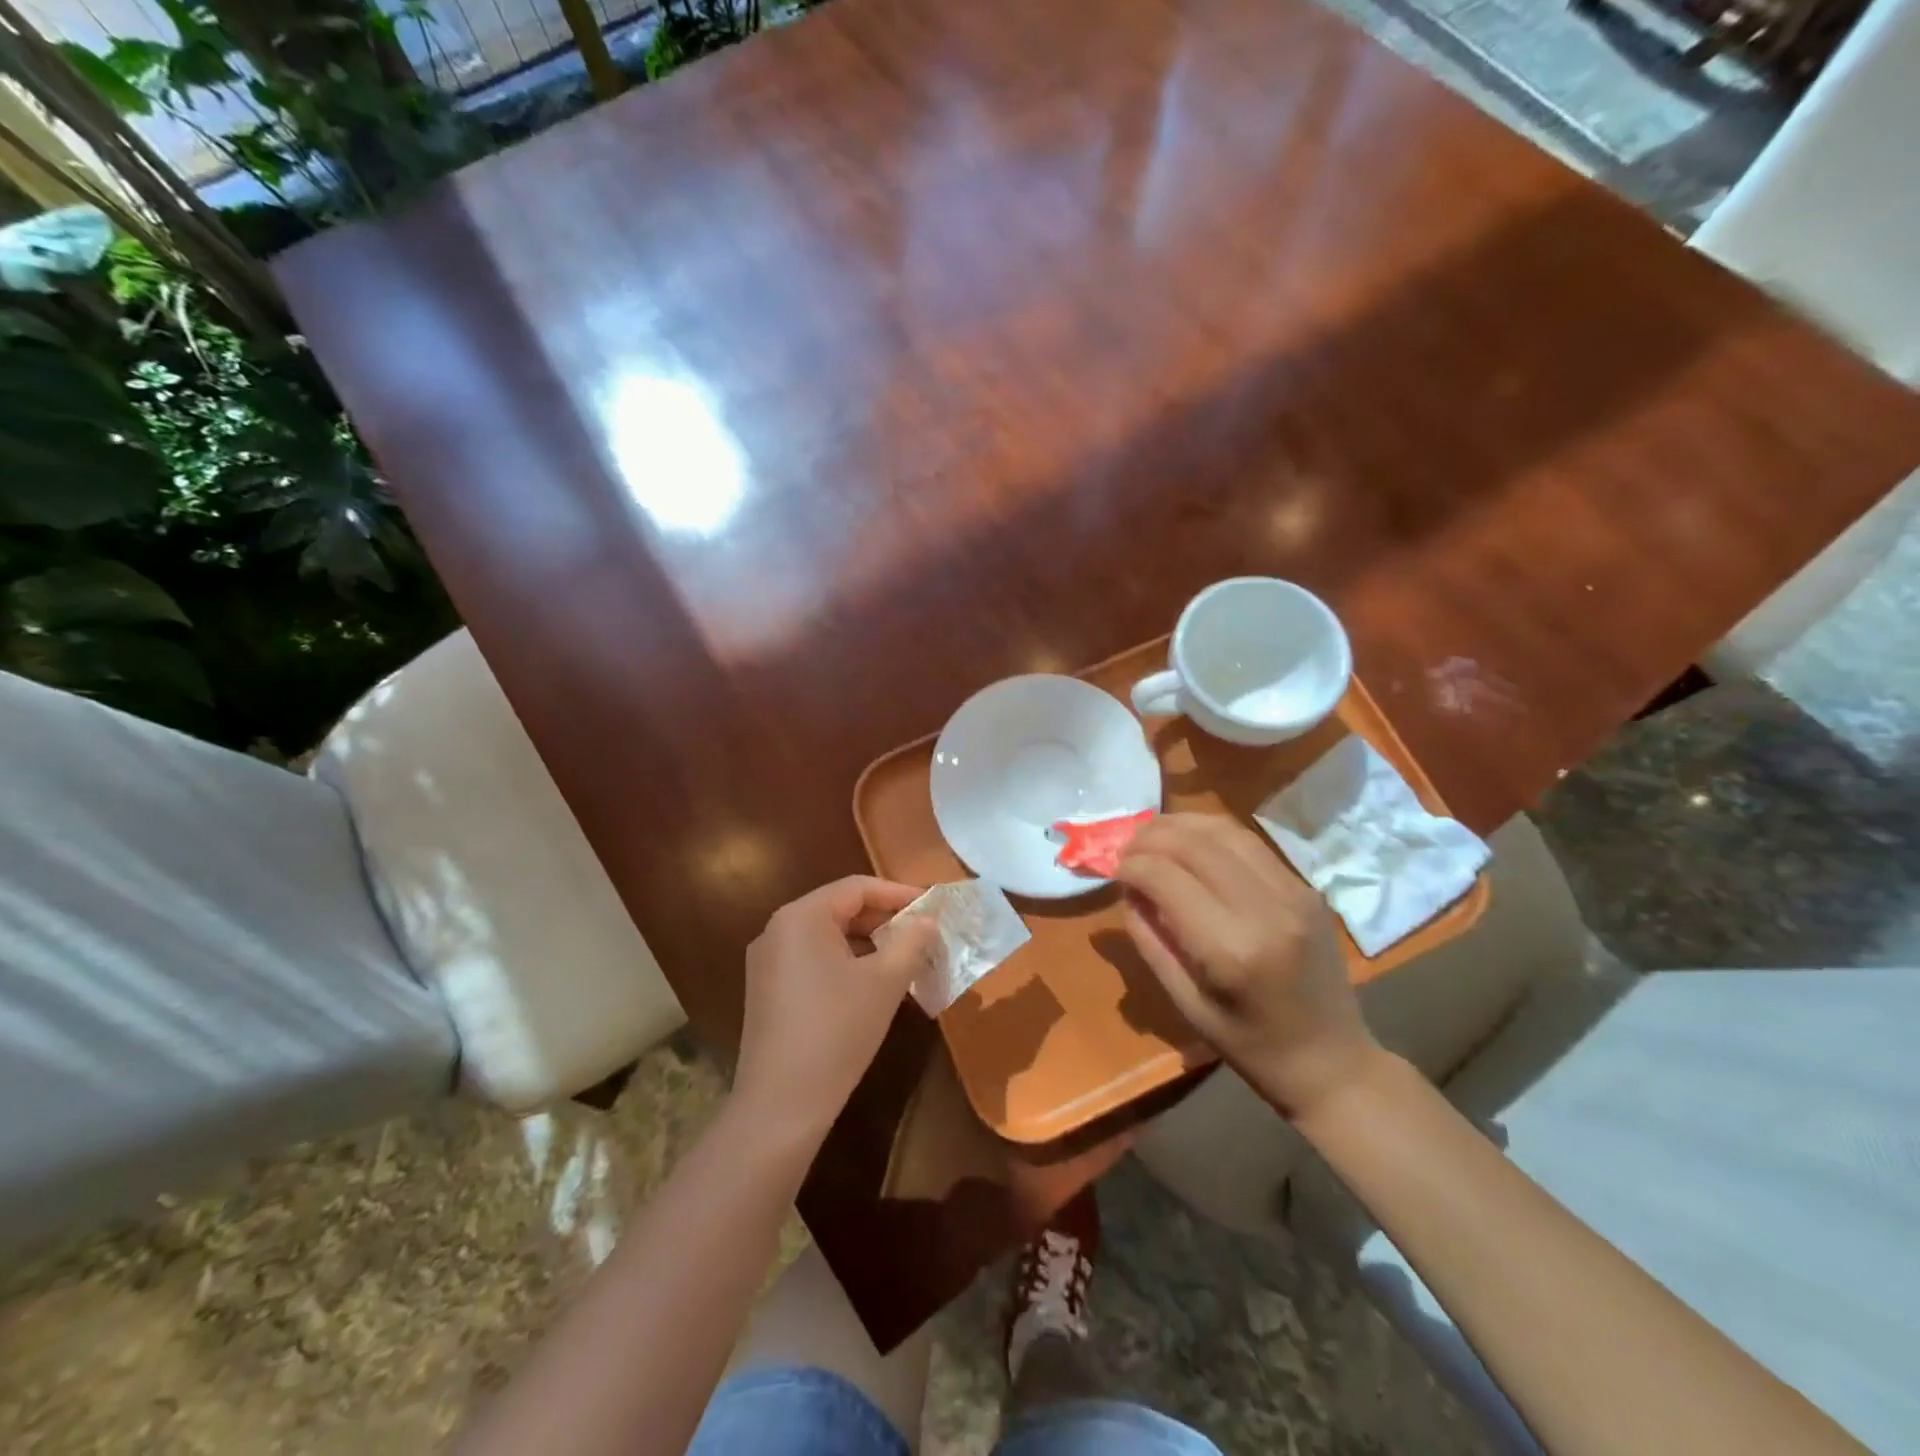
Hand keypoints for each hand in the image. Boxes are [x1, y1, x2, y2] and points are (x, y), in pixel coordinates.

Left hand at [734, 876, 937, 1143]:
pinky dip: (847, 963)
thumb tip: (929, 921)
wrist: (781, 1105)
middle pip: (841, 909)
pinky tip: (875, 985)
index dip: (899, 893)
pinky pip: (814, 960)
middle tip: (924, 934)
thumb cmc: (837, 1031)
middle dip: (885, 919)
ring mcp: (768, 962)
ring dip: (869, 943)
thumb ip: (912, 942)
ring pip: (829, 937)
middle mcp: (778, 930)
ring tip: (907, 959)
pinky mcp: (768, 990)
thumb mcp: (885, 982)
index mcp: (801, 917)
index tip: (933, 907)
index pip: (857, 888)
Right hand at [1117, 814, 1378, 1117]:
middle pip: (1195, 844)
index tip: (1114, 871)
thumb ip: (1150, 940)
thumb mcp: (1185, 1002)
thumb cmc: (1250, 1046)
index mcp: (1231, 950)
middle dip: (1151, 837)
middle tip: (1126, 848)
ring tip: (1153, 835)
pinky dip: (1211, 834)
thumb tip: (1129, 890)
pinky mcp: (1306, 887)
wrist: (1333, 1061)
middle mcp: (1266, 910)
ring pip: (1225, 831)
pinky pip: (1249, 843)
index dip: (1132, 866)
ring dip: (1181, 825)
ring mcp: (1293, 892)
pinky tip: (1191, 842)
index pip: (1166, 878)